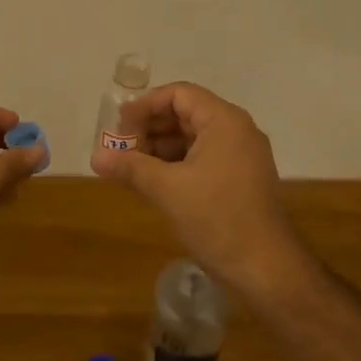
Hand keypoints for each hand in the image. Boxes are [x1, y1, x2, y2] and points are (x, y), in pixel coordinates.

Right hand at [89, 82, 307, 294]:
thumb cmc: (216, 218)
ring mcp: (242, 156)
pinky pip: (203, 160)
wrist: (264, 266)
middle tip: (120, 151)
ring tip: (130, 170)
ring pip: (193, 139)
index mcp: (224, 121)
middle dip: (149, 130)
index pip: (179, 94)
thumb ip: (130, 167)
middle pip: (186, 114)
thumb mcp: (167, 189)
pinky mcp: (241, 180)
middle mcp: (237, 131)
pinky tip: (153, 184)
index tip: (118, 128)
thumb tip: (96, 157)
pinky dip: (177, 166)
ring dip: (160, 150)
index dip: (145, 106)